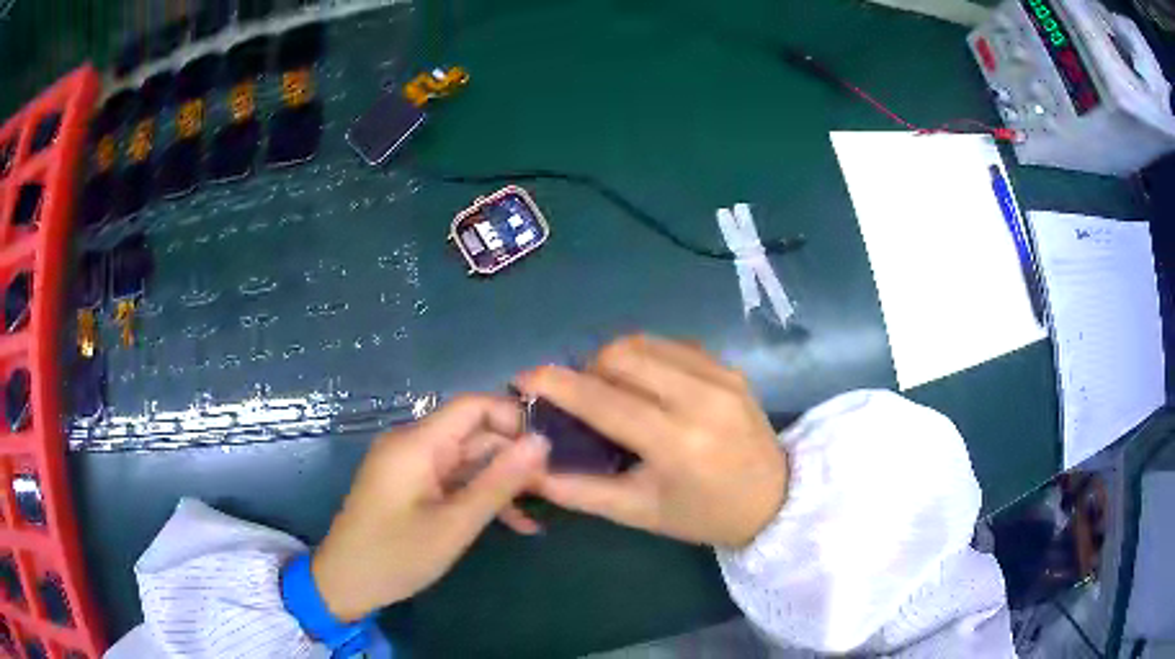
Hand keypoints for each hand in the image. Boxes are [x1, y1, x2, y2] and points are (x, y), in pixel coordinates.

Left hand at [312, 395, 548, 621]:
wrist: (345, 583)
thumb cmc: (396, 556)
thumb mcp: (455, 524)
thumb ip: (499, 482)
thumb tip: (541, 442)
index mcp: (417, 443)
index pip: (474, 406)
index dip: (514, 419)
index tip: (550, 450)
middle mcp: (413, 444)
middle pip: (473, 433)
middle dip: (513, 457)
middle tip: (553, 489)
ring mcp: (410, 465)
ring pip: (468, 459)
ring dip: (501, 482)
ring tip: (539, 510)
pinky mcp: (410, 484)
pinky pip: (453, 479)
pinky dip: (479, 495)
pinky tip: (515, 522)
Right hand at [515, 335, 786, 548]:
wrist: (775, 500)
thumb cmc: (703, 515)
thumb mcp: (639, 512)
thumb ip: (580, 490)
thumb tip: (529, 467)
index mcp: (676, 442)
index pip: (602, 399)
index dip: (556, 384)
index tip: (523, 378)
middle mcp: (701, 397)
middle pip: (621, 354)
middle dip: (587, 369)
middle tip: (582, 399)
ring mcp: (721, 375)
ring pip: (645, 342)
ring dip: (615, 361)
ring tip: (614, 392)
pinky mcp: (730, 366)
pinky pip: (672, 345)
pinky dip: (646, 359)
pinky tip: (649, 387)